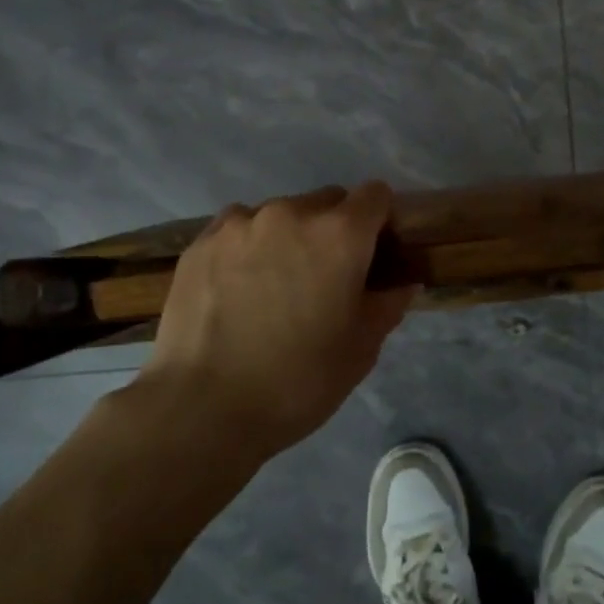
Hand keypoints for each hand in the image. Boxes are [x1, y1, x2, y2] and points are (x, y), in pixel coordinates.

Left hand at [134, 183, 414, 459]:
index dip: (381, 220)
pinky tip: (238, 287)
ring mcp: (241, 223)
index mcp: (341, 234)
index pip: (376, 195)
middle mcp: (293, 213)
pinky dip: (248, 246)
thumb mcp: (362, 349)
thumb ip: (388, 304)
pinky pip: (239, 228)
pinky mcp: (202, 242)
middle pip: (328, 201)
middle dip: (336, 228)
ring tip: (275, 284)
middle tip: (326, 275)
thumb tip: (401, 282)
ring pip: (282, 213)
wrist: (202, 409)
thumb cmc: (298, 380)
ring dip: (289, 236)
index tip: (375, 252)